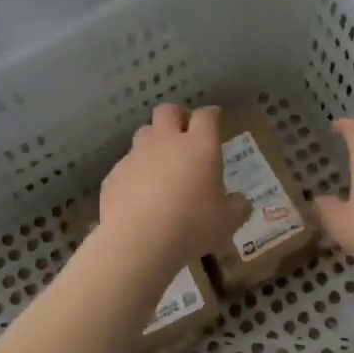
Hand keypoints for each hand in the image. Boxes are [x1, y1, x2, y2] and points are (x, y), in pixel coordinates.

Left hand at [100, 104, 249, 266]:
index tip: (216, 120)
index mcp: (199, 146)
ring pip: (144, 133)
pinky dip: (136, 172)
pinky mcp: (114, 174)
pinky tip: (140, 195)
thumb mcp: (227, 223)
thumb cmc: (191, 226)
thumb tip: (239, 202)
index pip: (206, 116)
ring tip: (162, 165)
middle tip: (186, 133)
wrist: (136, 241)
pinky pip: (127, 164)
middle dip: (178, 116)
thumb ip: (236, 207)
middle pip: (168, 111)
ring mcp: (136, 155)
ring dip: (154, 142)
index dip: (212, 115)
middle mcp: (166, 141)